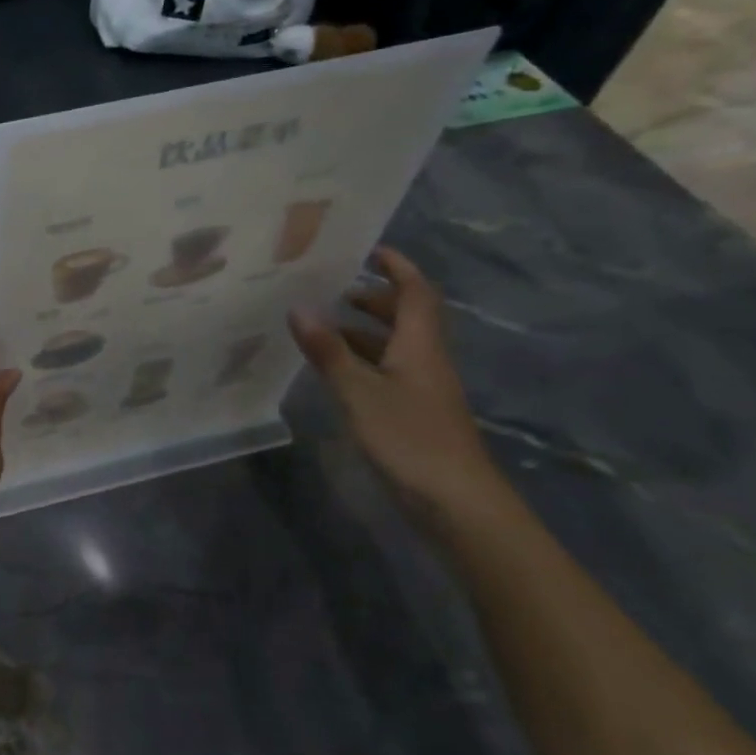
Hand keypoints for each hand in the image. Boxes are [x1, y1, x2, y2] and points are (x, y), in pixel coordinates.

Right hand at [289, 247, 512, 532]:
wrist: (458, 505)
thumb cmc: (410, 439)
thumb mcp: (358, 392)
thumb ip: (328, 351)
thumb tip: (298, 308)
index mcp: (420, 346)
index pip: (416, 293)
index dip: (399, 268)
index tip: (371, 248)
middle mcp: (426, 361)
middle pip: (408, 317)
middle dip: (375, 298)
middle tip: (335, 289)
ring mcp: (423, 390)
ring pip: (397, 346)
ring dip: (365, 330)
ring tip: (324, 326)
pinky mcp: (415, 414)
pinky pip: (389, 371)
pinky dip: (363, 360)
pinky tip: (336, 371)